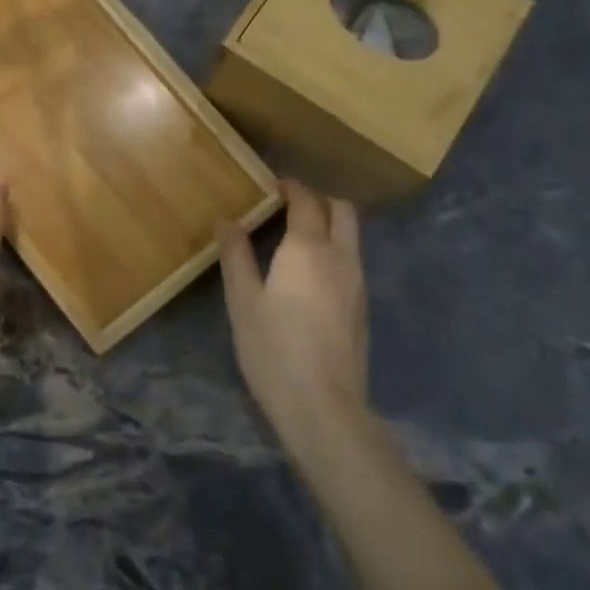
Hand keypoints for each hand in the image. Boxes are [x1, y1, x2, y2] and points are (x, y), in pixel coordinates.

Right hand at [216, 180, 369, 448]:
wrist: (323, 405)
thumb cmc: (274, 348)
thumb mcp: (243, 301)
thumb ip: (236, 255)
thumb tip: (226, 219)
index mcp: (308, 248)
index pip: (306, 201)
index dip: (291, 187)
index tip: (272, 185)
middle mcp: (341, 256)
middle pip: (342, 210)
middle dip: (318, 200)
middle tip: (288, 206)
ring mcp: (357, 282)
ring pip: (351, 236)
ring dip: (329, 225)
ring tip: (295, 238)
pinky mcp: (362, 307)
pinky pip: (352, 260)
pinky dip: (334, 250)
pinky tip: (309, 274)